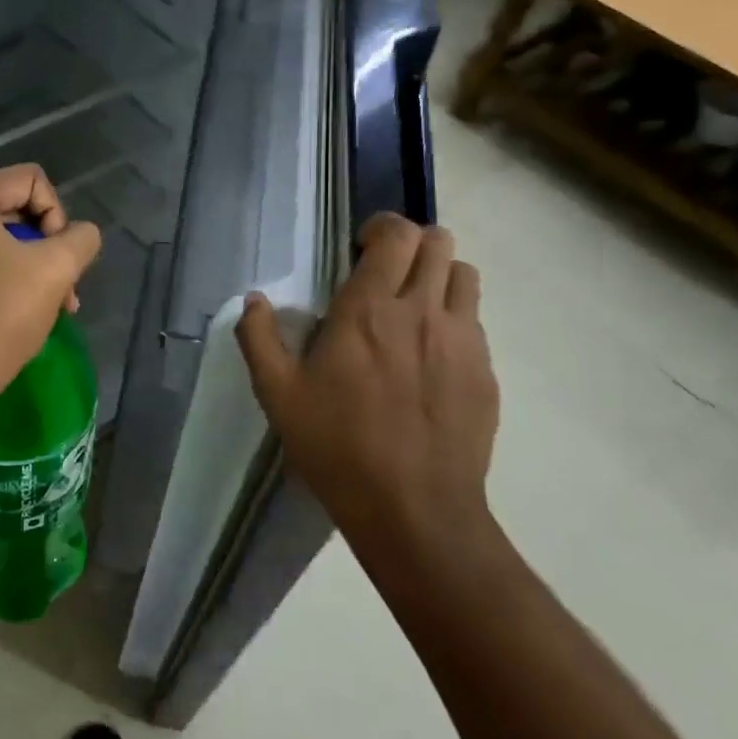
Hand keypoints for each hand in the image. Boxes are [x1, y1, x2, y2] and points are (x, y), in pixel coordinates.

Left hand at [0, 165, 101, 413]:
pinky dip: (15, 279)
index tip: (58, 255)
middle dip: (50, 245)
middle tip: (66, 285)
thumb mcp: (55, 268)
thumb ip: (81, 239)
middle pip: (18, 208)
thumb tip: (82, 236)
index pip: (31, 179)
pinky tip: (37, 311)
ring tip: (61, 305)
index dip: (57, 213)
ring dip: (39, 267)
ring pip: (7, 239)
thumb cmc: (0, 315)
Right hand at [236, 216, 499, 551]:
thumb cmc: (337, 447)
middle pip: (438, 242)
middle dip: (411, 245)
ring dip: (438, 276)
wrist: (414, 510)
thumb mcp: (278, 396)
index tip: (360, 249)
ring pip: (465, 275)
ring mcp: (462, 341)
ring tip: (414, 307)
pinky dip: (454, 319)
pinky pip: (475, 321)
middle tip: (386, 273)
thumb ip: (259, 339)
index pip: (395, 235)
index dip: (381, 228)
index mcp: (369, 310)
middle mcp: (423, 312)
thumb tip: (252, 299)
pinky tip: (431, 357)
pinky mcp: (486, 372)